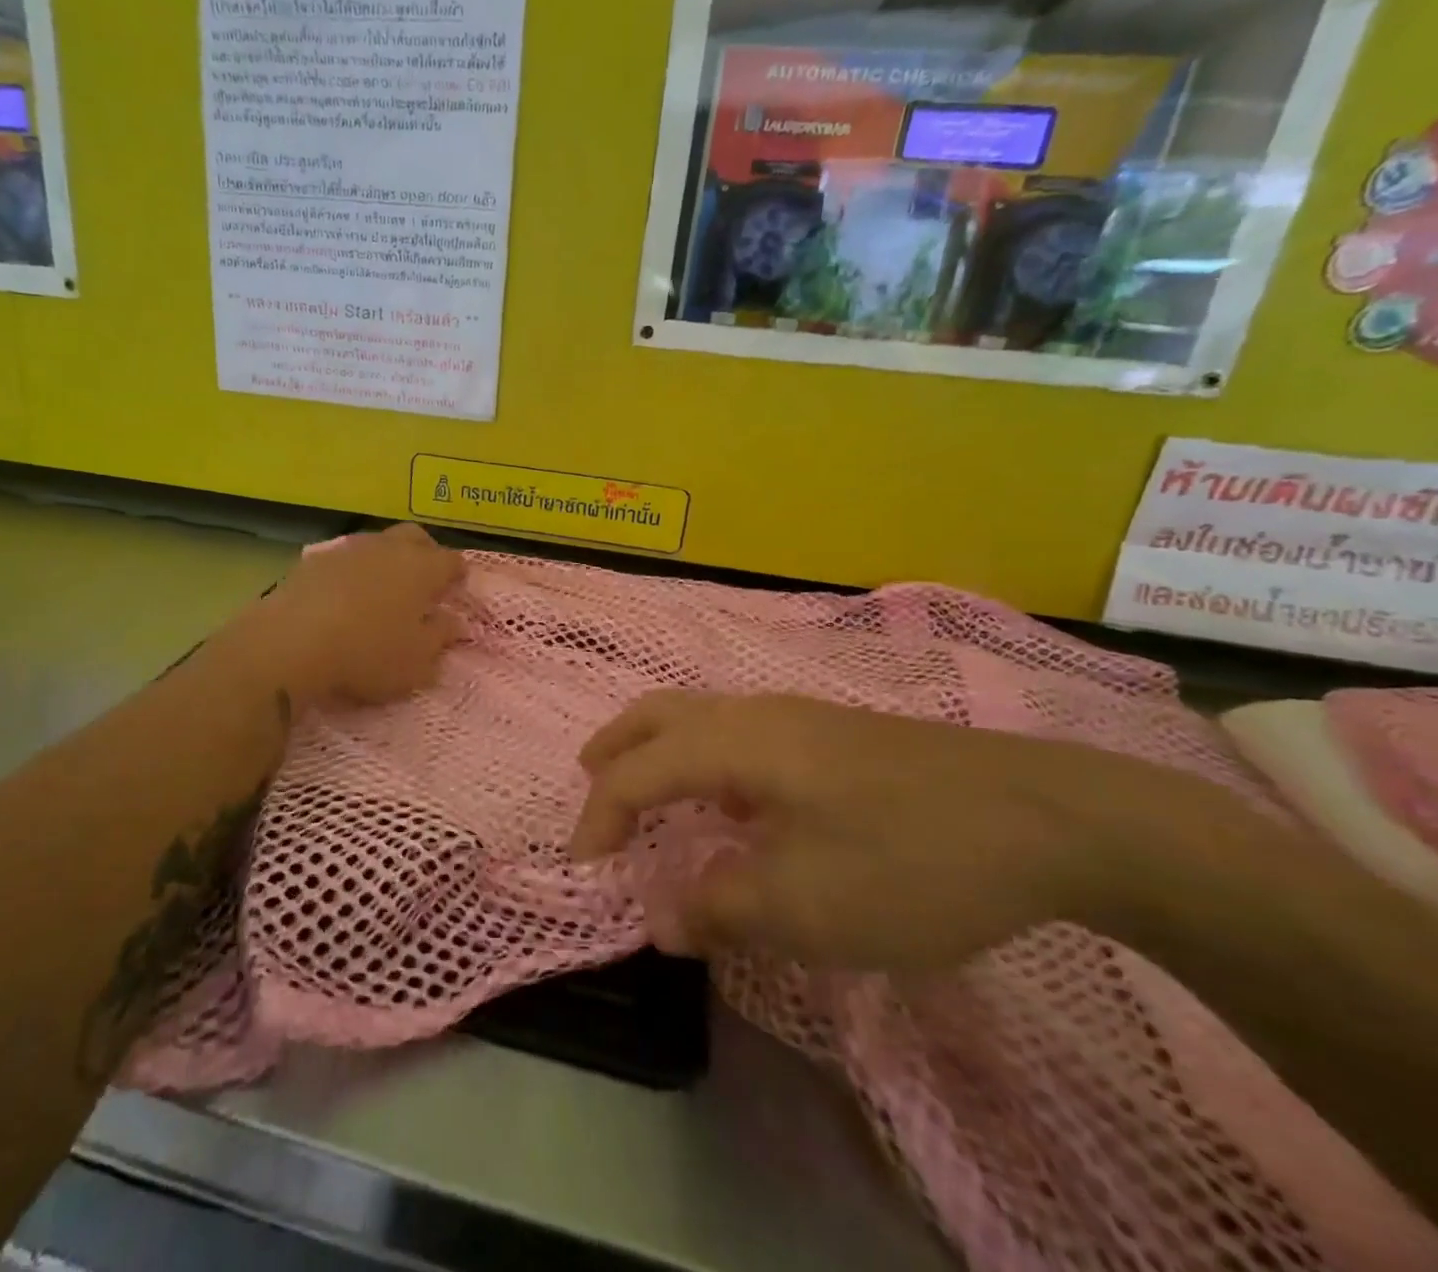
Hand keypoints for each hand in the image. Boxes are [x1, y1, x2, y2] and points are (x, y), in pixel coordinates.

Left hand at [239, 524, 465, 709]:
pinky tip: (345, 596)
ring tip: (382, 589)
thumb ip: (440, 638)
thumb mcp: (417, 661)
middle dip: (425, 553)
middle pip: (415, 537)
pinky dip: (352, 572)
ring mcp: (348, 549)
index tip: (456, 589)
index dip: (457, 575)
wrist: (292, 642)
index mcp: (422, 568)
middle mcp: (389, 548)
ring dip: (386, 560)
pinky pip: (344, 559)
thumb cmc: (368, 653)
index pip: (451, 561)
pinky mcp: (313, 560)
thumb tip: (453, 621)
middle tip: (424, 580)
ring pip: (378, 543)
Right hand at [569, 691, 1129, 971]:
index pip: (636, 771)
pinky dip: (704, 758)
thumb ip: (720, 910)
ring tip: (648, 795)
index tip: (585, 872)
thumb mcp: (808, 906)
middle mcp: (756, 714)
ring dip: (658, 749)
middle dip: (614, 749)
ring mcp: (800, 718)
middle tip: (588, 788)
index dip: (599, 818)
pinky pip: (739, 734)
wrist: (1050, 818)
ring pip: (700, 717)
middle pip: (659, 713)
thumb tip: (662, 921)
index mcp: (735, 743)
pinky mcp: (834, 734)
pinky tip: (731, 803)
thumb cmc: (912, 859)